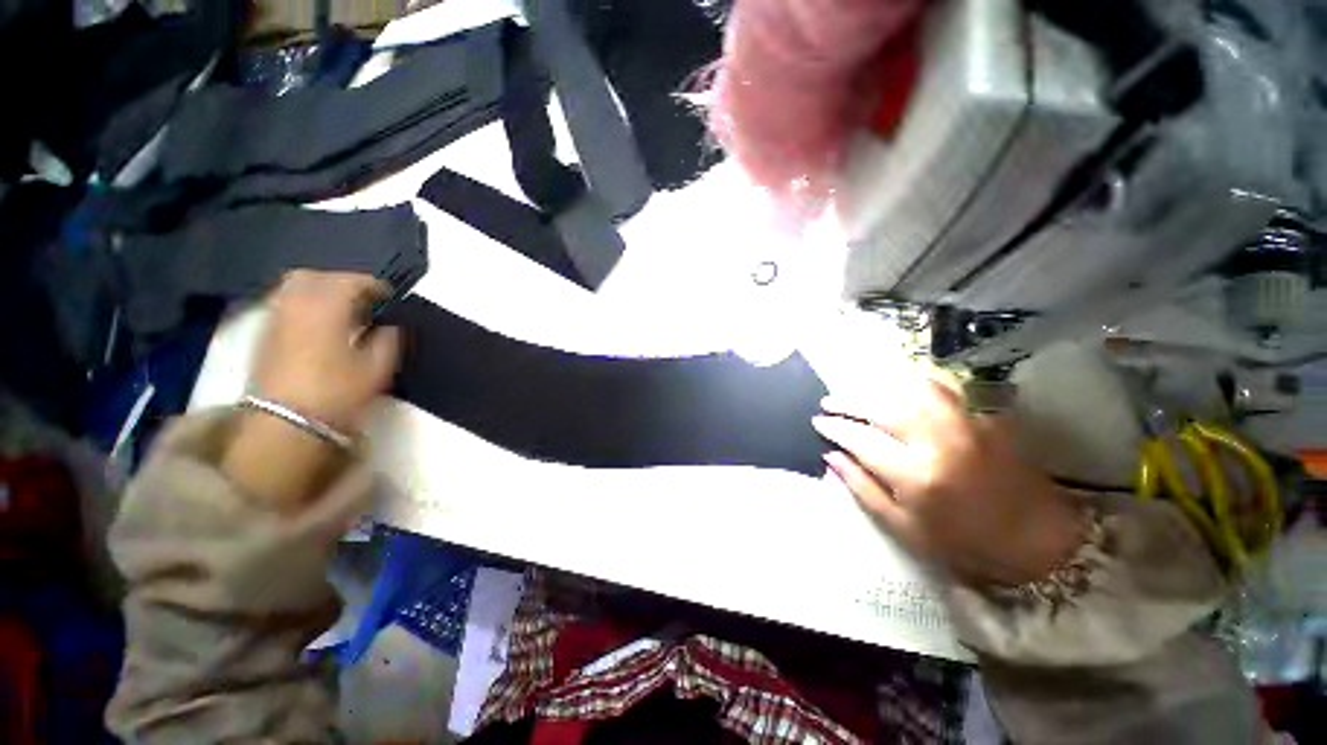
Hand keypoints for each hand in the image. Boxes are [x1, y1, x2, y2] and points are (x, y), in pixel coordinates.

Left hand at [222, 271, 399, 509]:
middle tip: (364, 300)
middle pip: (316, 276)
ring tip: (343, 312)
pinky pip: (285, 303)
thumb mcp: (378, 368)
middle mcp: (296, 304)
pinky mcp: (264, 334)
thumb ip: (389, 340)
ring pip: (295, 287)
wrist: (285, 424)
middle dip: (342, 282)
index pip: (351, 281)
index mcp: (328, 308)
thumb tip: (390, 325)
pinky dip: (305, 304)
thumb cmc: (337, 392)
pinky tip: (321, 324)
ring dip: (321, 291)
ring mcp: (276, 318)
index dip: (374, 286)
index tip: (391, 299)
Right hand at [813, 375, 1081, 586]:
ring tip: (858, 392)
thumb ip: (862, 487)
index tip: (818, 422)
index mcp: (916, 476)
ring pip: (909, 389)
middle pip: (881, 408)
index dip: (834, 428)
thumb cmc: (963, 544)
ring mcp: (965, 424)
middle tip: (828, 403)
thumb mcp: (903, 527)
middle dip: (848, 402)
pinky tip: (901, 381)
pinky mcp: (983, 417)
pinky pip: (945, 386)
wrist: (1038, 542)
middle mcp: (938, 441)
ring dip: (877, 387)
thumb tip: (830, 455)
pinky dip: (917, 378)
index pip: (860, 439)